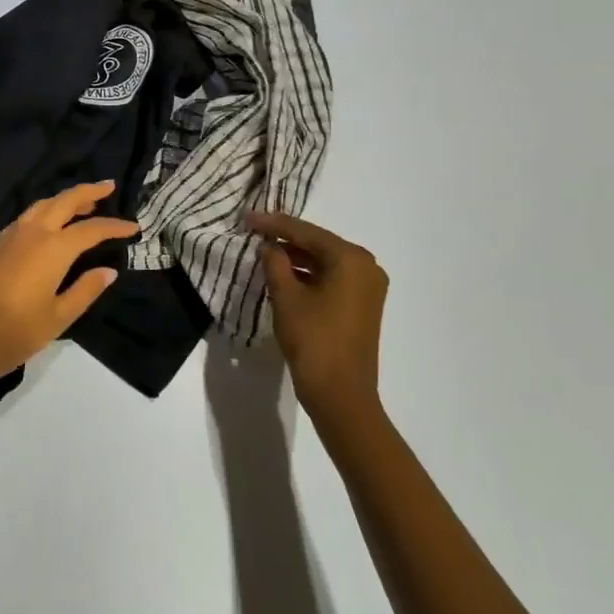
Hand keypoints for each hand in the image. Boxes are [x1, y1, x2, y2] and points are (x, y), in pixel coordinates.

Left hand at [0, 181, 138, 387]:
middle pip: (64, 201)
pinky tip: (50, 222)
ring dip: (65, 199)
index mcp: (52, 248)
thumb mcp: (58, 317)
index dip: (114, 226)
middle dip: (88, 191)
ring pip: (42, 205)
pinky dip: (45, 211)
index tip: (134, 227)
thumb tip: (109, 271)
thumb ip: (86, 290)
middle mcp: (32, 233)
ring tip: (84, 202)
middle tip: (109, 186)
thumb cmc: (16, 333)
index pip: (91, 229)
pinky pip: (26, 217)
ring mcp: (9, 235)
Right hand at [245, 211, 388, 412]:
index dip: (273, 224)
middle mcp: (366, 267)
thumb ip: (275, 263)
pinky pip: (331, 279)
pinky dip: (307, 275)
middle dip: (285, 238)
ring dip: (295, 257)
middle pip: (318, 244)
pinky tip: (282, 274)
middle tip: (253, 230)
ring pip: (324, 262)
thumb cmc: (314, 340)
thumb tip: (268, 246)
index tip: (246, 217)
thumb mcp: (286, 297)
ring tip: (262, 251)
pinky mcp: (362, 306)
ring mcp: (367, 288)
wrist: (341, 396)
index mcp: (351, 259)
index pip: (306, 232)